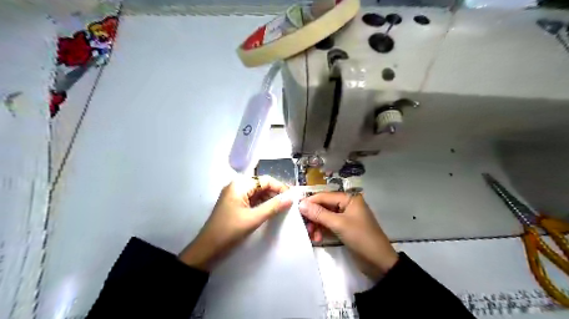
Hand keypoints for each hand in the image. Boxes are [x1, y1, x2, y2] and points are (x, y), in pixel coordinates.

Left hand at [179, 176, 293, 269]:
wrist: (207, 249)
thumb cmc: (230, 231)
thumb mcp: (254, 218)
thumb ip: (273, 206)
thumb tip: (291, 197)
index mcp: (239, 185)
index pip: (265, 180)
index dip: (280, 187)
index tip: (292, 197)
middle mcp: (237, 186)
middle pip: (261, 185)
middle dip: (275, 193)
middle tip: (288, 203)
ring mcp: (235, 195)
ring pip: (257, 192)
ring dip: (269, 198)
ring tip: (282, 208)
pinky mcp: (235, 204)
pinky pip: (252, 200)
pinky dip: (262, 204)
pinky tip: (270, 210)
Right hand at [300, 192, 395, 278]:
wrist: (379, 262)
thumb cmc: (361, 238)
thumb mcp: (339, 224)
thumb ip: (319, 214)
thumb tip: (301, 204)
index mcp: (349, 199)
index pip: (324, 196)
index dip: (310, 202)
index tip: (296, 210)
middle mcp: (347, 205)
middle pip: (324, 206)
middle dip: (314, 217)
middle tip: (305, 227)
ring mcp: (346, 217)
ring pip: (325, 217)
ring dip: (317, 225)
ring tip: (312, 236)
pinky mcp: (345, 228)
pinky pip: (329, 225)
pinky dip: (322, 231)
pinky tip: (318, 239)